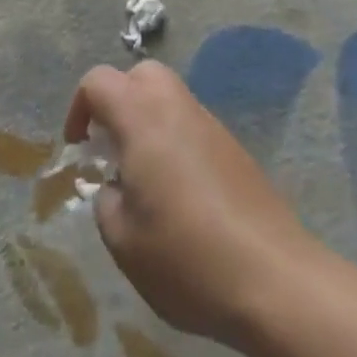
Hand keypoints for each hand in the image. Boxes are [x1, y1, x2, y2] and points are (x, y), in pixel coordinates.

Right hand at [64, 62, 318, 348]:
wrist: (277, 281)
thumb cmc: (187, 257)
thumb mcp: (123, 240)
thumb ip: (106, 201)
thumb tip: (115, 187)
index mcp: (142, 118)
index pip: (98, 81)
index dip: (79, 108)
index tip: (80, 148)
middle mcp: (177, 108)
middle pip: (140, 75)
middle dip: (118, 101)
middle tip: (111, 148)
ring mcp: (212, 126)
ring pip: (170, 99)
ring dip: (149, 123)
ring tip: (144, 178)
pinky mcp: (236, 151)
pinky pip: (194, 127)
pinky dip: (176, 143)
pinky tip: (181, 196)